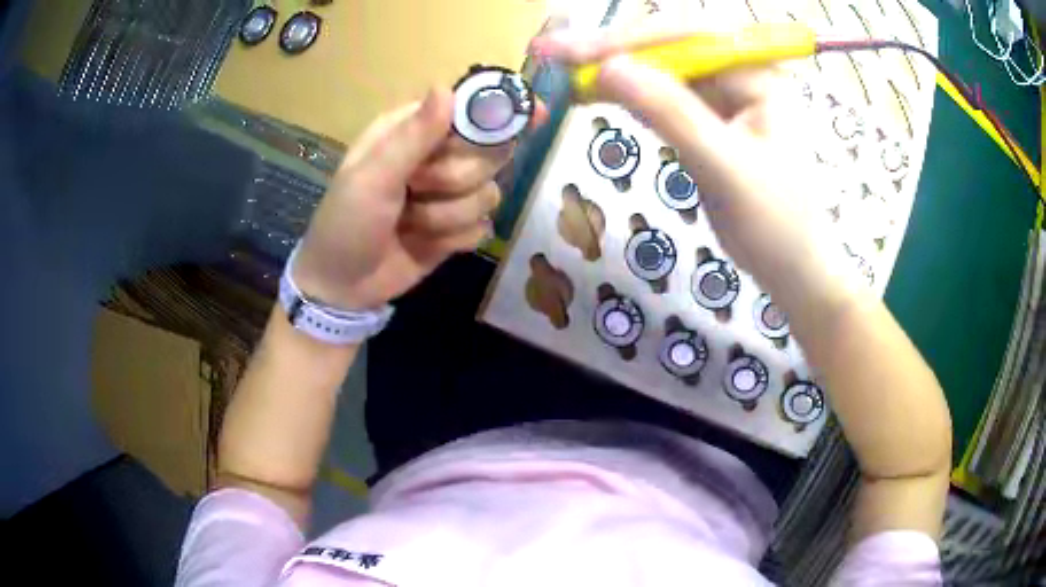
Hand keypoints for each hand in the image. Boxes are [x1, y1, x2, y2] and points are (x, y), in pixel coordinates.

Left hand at [292, 88, 546, 309]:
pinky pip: (484, 226)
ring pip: (490, 194)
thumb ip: (413, 136)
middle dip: (455, 179)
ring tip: (409, 222)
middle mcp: (437, 155)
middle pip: (490, 153)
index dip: (501, 110)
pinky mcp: (458, 226)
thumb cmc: (346, 222)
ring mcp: (451, 193)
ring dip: (447, 216)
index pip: (470, 108)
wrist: (343, 286)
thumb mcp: (371, 177)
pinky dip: (454, 239)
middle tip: (416, 188)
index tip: (535, 115)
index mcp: (413, 130)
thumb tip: (447, 88)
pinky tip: (423, 243)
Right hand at [532, 26, 832, 296]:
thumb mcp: (725, 169)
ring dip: (612, 67)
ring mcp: (726, 92)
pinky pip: (663, 93)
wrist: (792, 267)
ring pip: (660, 67)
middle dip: (612, 48)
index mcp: (759, 73)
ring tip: (563, 70)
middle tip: (553, 54)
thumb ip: (672, 115)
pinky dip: (627, 93)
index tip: (569, 52)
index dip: (624, 41)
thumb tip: (609, 69)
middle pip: (669, 44)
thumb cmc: (775, 225)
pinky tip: (595, 92)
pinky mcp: (710, 115)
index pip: (686, 38)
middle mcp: (742, 71)